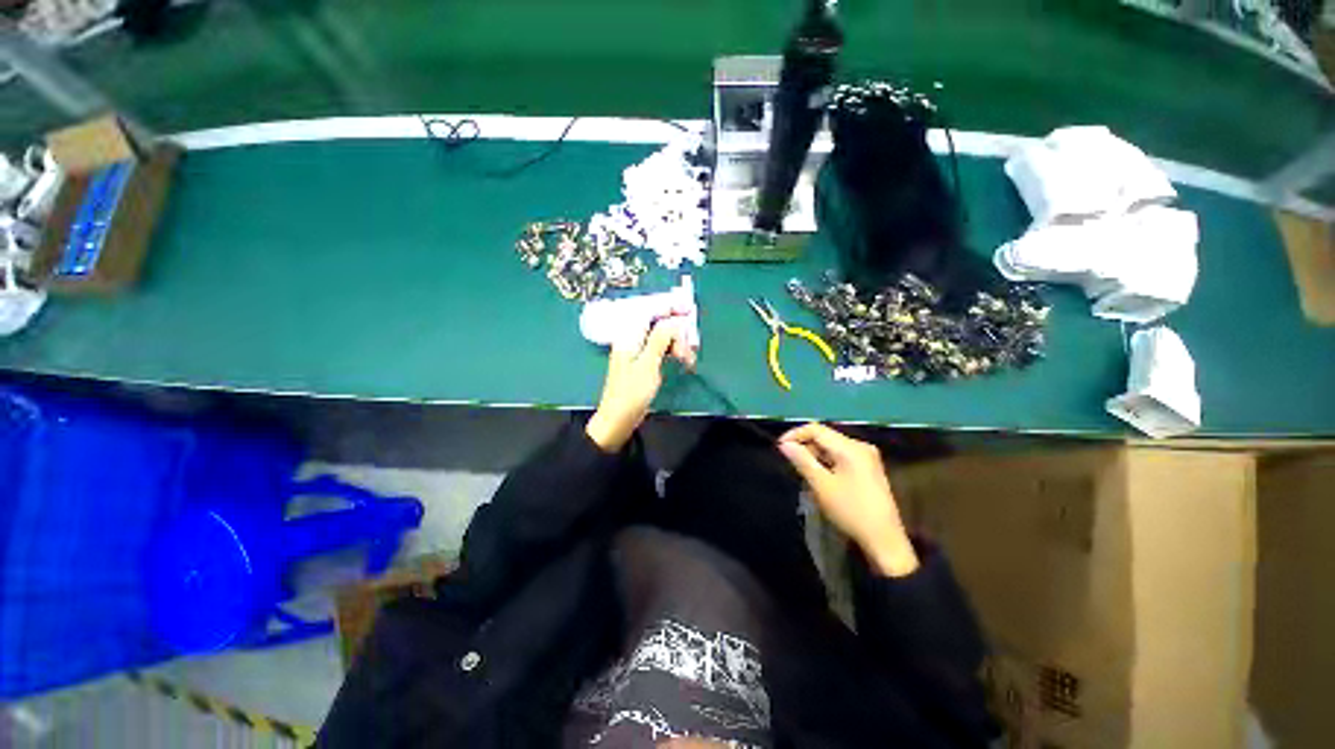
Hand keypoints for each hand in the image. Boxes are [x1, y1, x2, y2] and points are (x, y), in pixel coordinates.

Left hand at [586, 317, 696, 451]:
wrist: (619, 419)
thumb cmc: (631, 392)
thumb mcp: (648, 364)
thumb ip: (660, 339)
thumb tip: (673, 320)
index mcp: (630, 336)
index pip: (650, 311)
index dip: (669, 307)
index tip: (689, 309)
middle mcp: (634, 339)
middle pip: (659, 324)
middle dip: (677, 332)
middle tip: (687, 350)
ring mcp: (639, 351)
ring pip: (663, 337)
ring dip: (678, 344)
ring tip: (687, 360)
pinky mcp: (645, 363)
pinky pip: (662, 349)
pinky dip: (673, 352)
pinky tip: (683, 360)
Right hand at [778, 423, 919, 576]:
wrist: (884, 540)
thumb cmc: (850, 510)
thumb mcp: (821, 485)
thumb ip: (802, 460)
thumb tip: (784, 445)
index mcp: (851, 447)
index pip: (817, 429)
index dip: (795, 434)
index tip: (780, 447)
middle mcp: (860, 446)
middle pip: (825, 437)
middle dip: (805, 445)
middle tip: (789, 461)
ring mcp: (867, 457)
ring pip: (832, 447)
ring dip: (815, 455)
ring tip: (801, 470)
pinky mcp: (868, 469)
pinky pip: (841, 457)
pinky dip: (826, 462)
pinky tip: (819, 475)